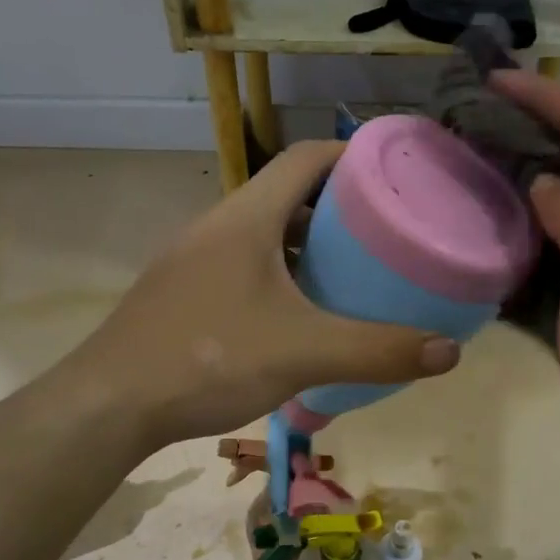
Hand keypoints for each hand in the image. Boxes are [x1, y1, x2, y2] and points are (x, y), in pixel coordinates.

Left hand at [79, 141, 459, 449]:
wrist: (109, 403)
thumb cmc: (208, 359)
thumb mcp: (304, 354)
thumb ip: (378, 351)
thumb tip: (450, 352)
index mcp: (246, 217)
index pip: (307, 157)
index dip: (354, 155)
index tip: (395, 177)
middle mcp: (217, 225)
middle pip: (286, 194)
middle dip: (338, 208)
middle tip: (384, 235)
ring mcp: (193, 260)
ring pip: (262, 234)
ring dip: (305, 245)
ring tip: (349, 274)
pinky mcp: (181, 293)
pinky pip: (241, 266)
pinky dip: (277, 277)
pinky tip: (297, 316)